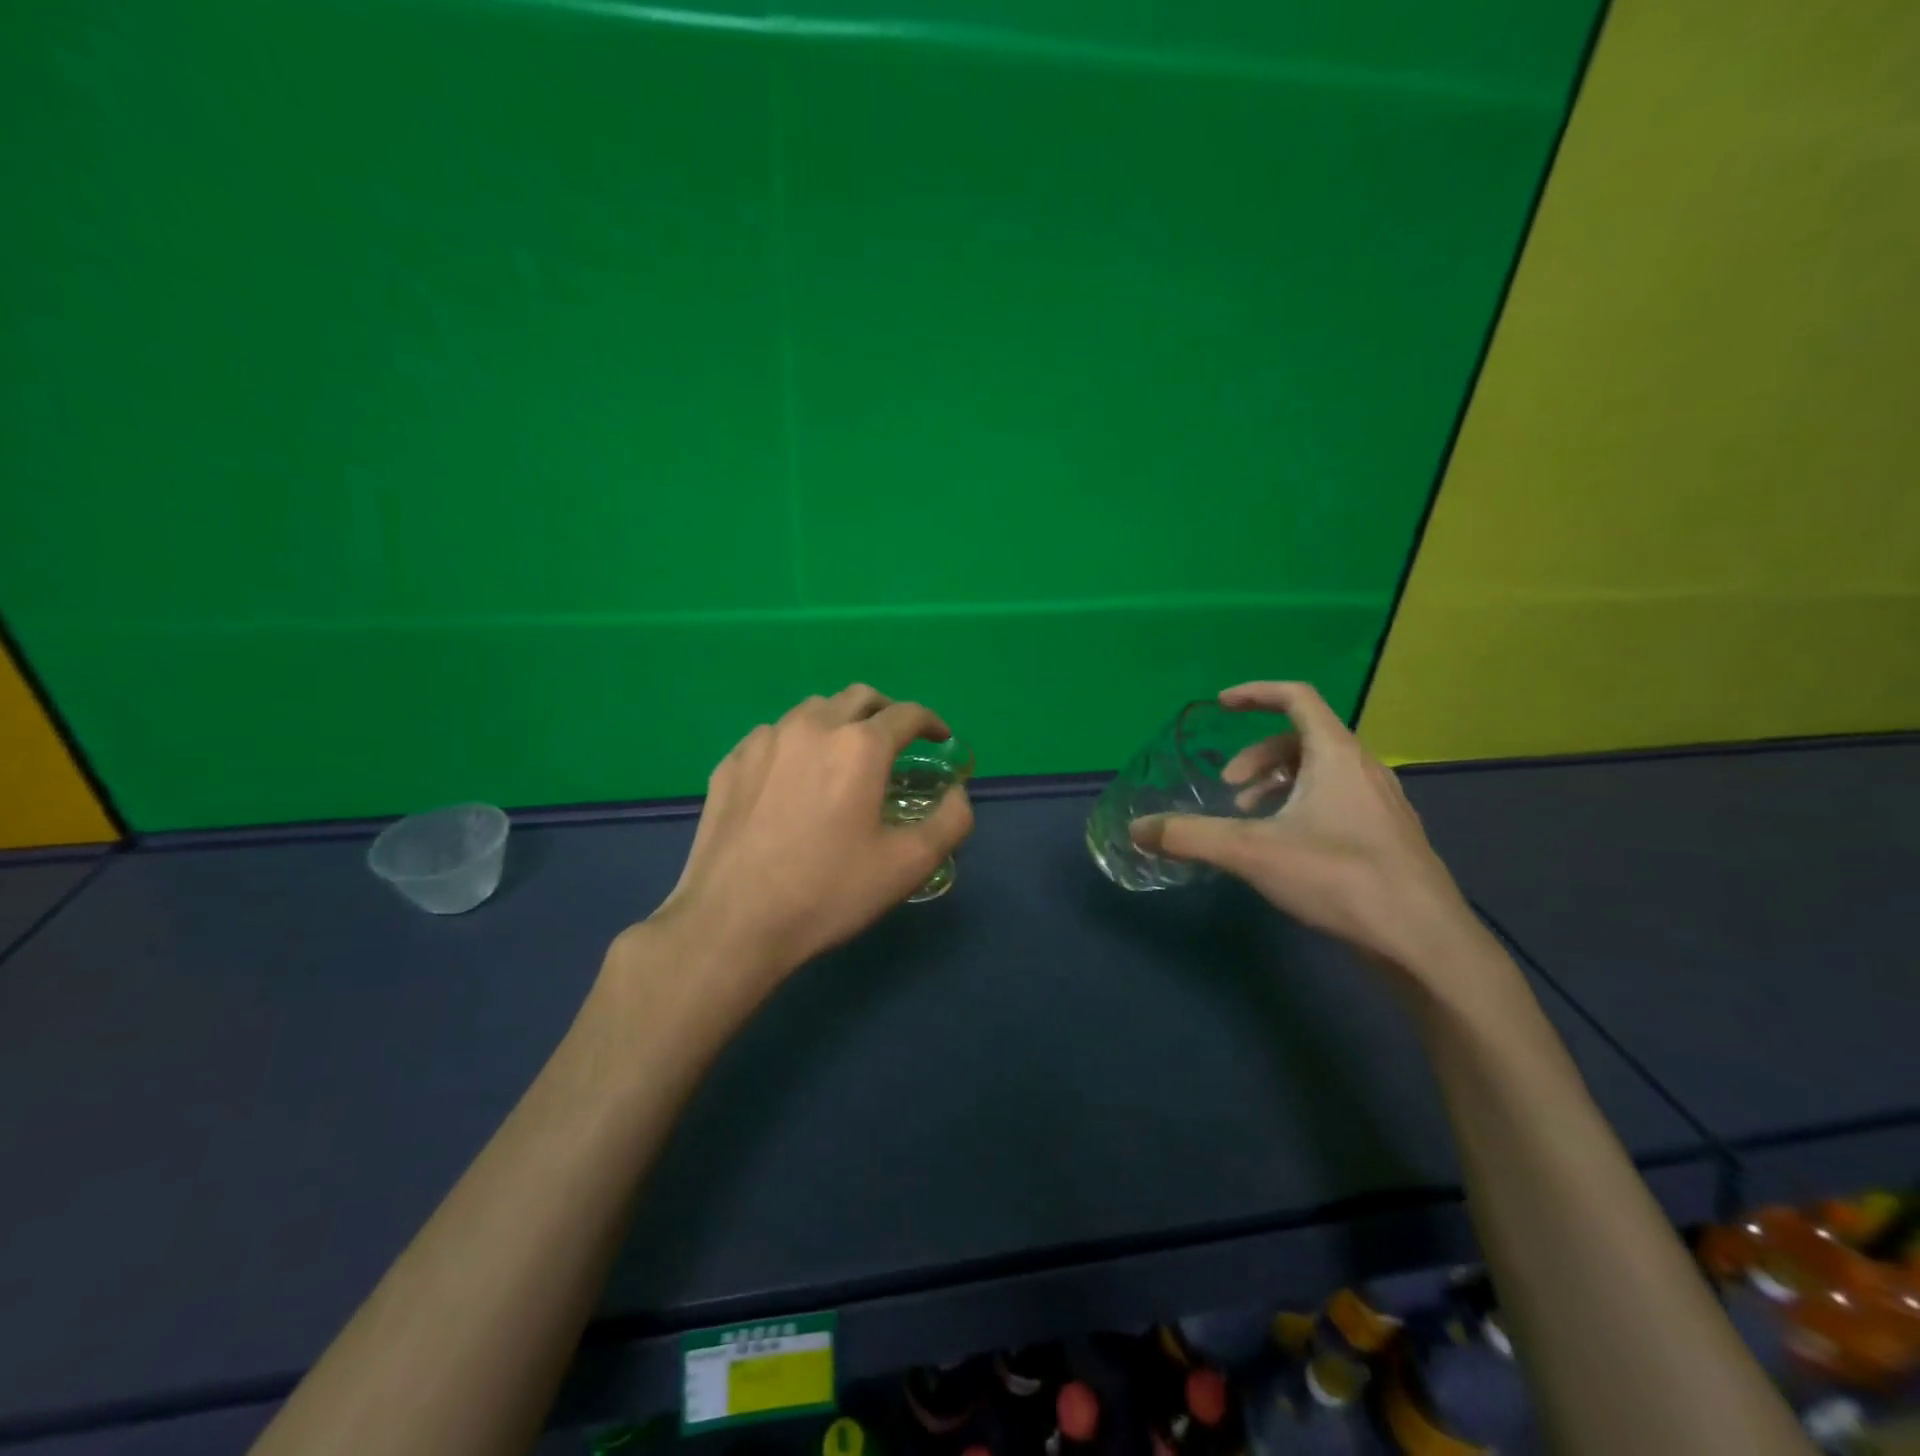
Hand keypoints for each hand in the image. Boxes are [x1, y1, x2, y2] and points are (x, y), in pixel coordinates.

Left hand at [641, 684, 973, 994]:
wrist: (732, 921)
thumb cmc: (828, 892)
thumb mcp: (907, 865)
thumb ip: (950, 822)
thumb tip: (957, 794)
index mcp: (860, 746)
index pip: (907, 713)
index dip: (931, 722)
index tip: (940, 738)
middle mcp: (812, 727)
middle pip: (859, 697)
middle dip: (885, 712)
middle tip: (895, 741)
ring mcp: (765, 741)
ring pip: (812, 710)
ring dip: (839, 722)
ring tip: (843, 756)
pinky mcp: (731, 762)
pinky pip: (774, 736)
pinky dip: (797, 744)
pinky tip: (793, 778)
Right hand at [1129, 681, 1488, 979]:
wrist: (1425, 941)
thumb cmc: (1339, 878)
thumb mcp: (1252, 853)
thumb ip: (1191, 836)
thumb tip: (1137, 829)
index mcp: (1335, 754)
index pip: (1296, 697)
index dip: (1255, 693)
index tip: (1221, 707)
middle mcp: (1363, 767)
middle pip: (1304, 737)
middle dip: (1258, 757)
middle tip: (1230, 790)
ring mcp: (1382, 802)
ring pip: (1322, 772)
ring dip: (1279, 784)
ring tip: (1253, 820)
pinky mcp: (1389, 835)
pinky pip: (1338, 799)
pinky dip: (1303, 806)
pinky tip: (1288, 848)